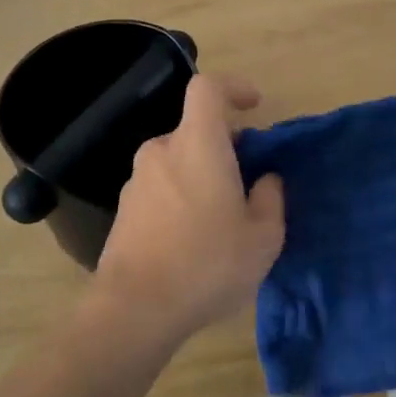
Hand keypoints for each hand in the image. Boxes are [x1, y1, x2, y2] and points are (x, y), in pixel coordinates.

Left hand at [91, 74, 284, 349]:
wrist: (135, 309)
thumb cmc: (207, 264)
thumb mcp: (263, 238)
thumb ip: (271, 199)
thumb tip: (266, 180)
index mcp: (197, 144)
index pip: (207, 89)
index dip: (233, 88)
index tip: (254, 106)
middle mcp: (162, 151)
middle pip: (196, 130)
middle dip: (224, 147)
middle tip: (247, 182)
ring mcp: (137, 180)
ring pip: (177, 161)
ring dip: (201, 175)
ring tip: (222, 219)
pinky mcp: (124, 209)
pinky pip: (161, 188)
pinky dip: (180, 197)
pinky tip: (192, 239)